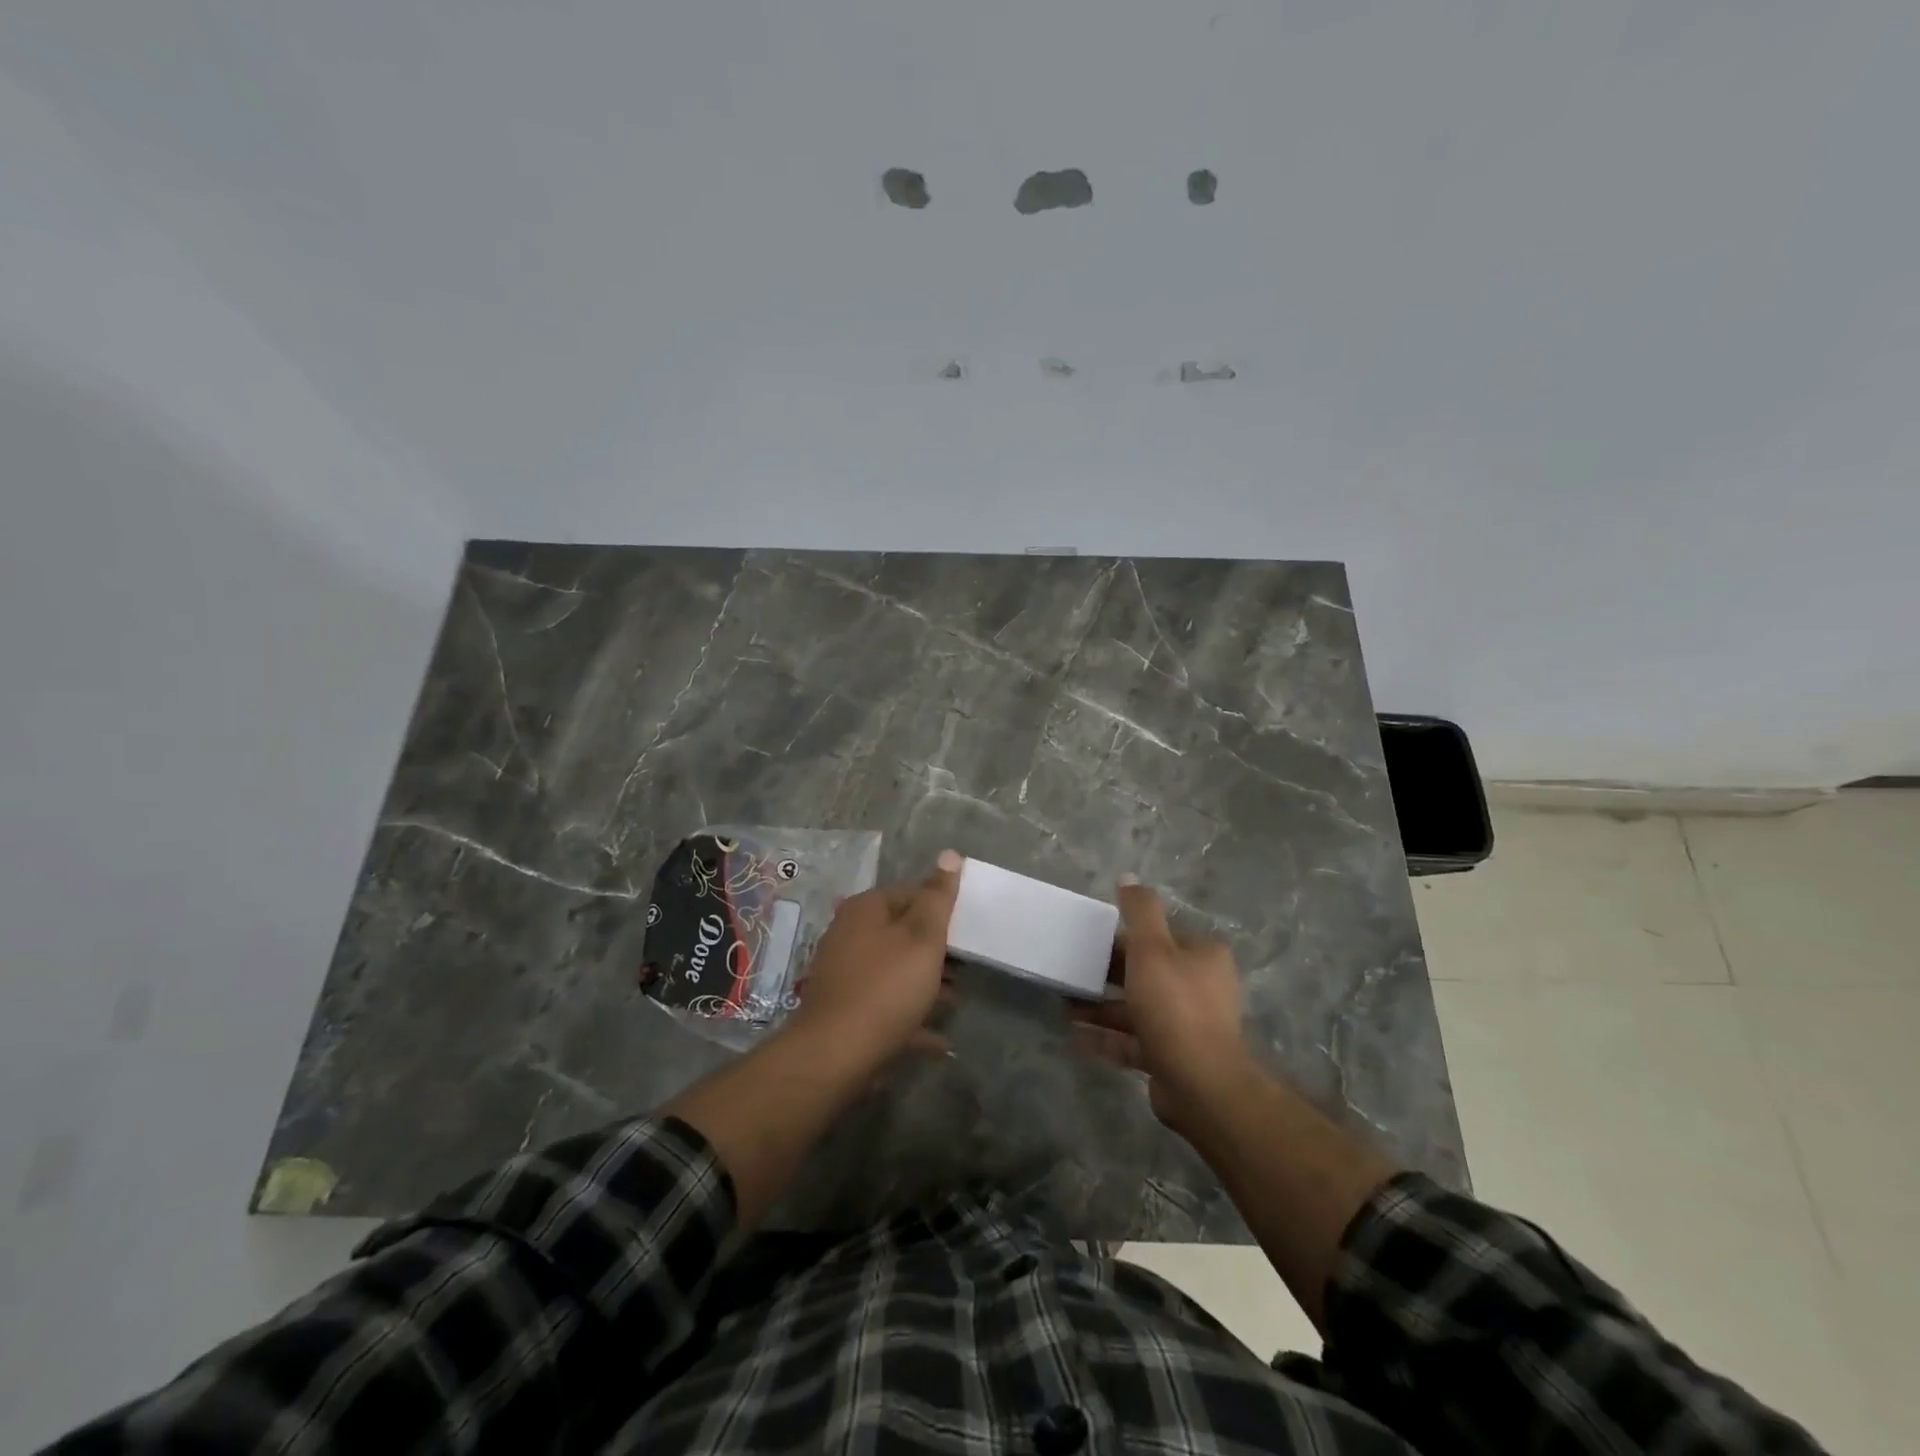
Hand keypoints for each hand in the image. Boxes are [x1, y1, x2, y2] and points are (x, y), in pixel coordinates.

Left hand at [786, 850, 961, 1072]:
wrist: (835, 1056)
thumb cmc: (886, 987)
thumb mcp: (922, 937)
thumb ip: (938, 897)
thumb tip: (950, 854)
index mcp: (865, 910)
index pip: (910, 893)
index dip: (941, 909)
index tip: (966, 930)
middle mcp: (849, 935)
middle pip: (901, 933)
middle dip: (935, 949)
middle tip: (966, 965)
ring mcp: (844, 975)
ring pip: (895, 971)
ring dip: (925, 984)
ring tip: (955, 1000)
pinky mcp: (845, 1012)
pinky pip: (886, 1008)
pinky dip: (911, 1018)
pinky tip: (939, 1040)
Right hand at [1072, 876, 1253, 1129]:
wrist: (1201, 1084)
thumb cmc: (1174, 1005)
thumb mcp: (1152, 949)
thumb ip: (1139, 911)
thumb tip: (1128, 878)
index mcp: (1202, 956)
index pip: (1161, 935)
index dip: (1126, 936)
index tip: (1093, 940)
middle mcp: (1200, 987)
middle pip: (1147, 972)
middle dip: (1109, 973)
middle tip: (1074, 972)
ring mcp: (1187, 1025)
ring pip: (1137, 1008)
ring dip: (1102, 1007)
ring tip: (1065, 1005)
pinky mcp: (1173, 1056)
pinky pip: (1134, 1041)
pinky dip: (1108, 1037)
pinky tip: (1077, 1036)